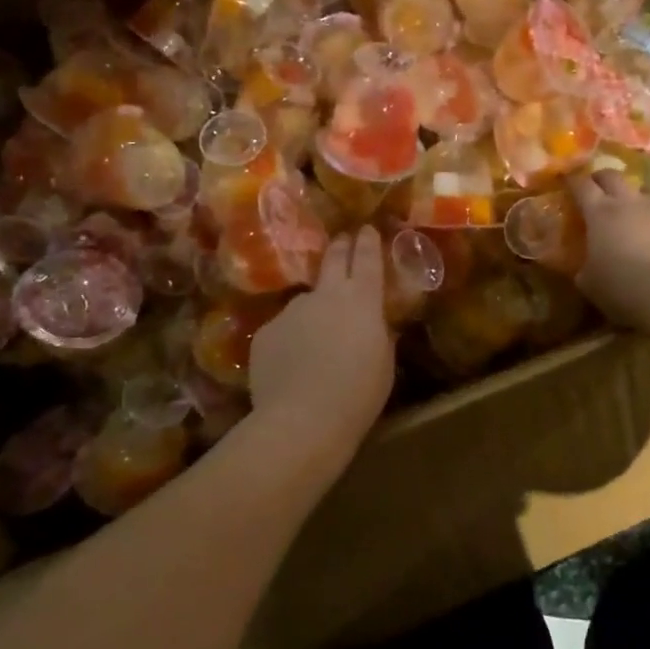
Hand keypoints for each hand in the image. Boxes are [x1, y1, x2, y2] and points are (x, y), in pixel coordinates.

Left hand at [248, 226, 395, 454]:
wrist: (302, 419)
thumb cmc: (358, 394)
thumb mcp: (383, 363)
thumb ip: (379, 335)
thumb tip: (374, 324)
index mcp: (362, 300)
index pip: (367, 258)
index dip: (368, 241)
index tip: (367, 229)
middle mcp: (325, 295)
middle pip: (333, 260)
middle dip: (341, 247)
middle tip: (344, 241)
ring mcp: (291, 310)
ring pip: (306, 302)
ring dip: (314, 311)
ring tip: (316, 342)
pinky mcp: (266, 331)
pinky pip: (284, 329)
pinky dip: (290, 340)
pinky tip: (292, 366)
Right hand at [568, 170, 649, 329]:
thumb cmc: (626, 289)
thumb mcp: (591, 285)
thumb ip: (585, 270)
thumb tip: (584, 268)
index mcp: (601, 214)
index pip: (582, 186)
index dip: (573, 181)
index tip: (568, 179)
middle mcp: (633, 204)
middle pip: (614, 177)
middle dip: (603, 178)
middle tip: (598, 185)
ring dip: (641, 196)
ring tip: (639, 209)